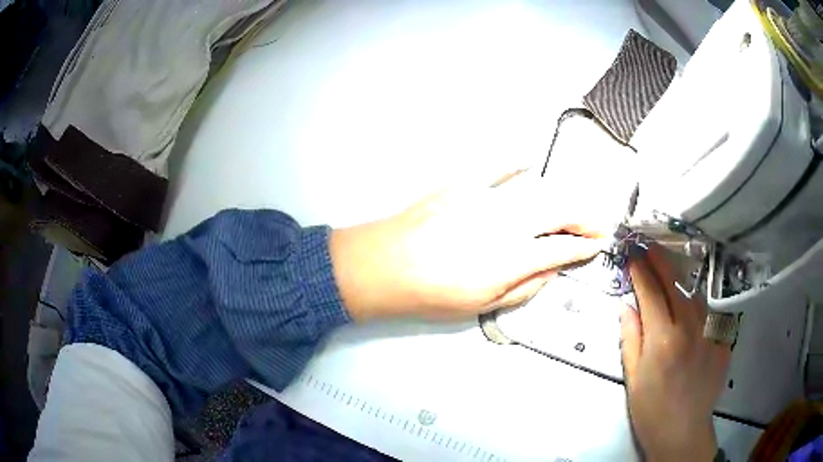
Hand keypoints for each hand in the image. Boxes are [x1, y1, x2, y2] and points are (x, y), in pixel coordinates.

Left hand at [329, 169, 622, 320]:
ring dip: (559, 199)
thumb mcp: (483, 305)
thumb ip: (525, 286)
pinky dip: (516, 164)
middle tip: (593, 225)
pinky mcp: (464, 183)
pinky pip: (498, 167)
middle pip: (558, 212)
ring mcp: (486, 198)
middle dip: (583, 218)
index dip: (586, 246)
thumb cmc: (433, 293)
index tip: (599, 244)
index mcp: (514, 258)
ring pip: (537, 190)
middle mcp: (508, 223)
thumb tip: (550, 268)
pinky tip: (528, 162)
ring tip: (567, 209)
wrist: (385, 265)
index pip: (563, 248)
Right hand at [620, 242, 731, 460]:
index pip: (651, 292)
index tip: (633, 255)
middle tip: (650, 245)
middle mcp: (690, 328)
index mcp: (663, 339)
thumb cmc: (651, 409)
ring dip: (681, 279)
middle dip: (662, 260)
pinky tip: (692, 304)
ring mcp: (711, 331)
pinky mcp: (723, 339)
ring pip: (696, 293)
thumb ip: (630, 338)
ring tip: (671, 271)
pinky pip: (710, 312)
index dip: (641, 271)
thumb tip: (627, 306)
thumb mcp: (633, 378)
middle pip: (676, 283)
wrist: (683, 431)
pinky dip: (698, 303)